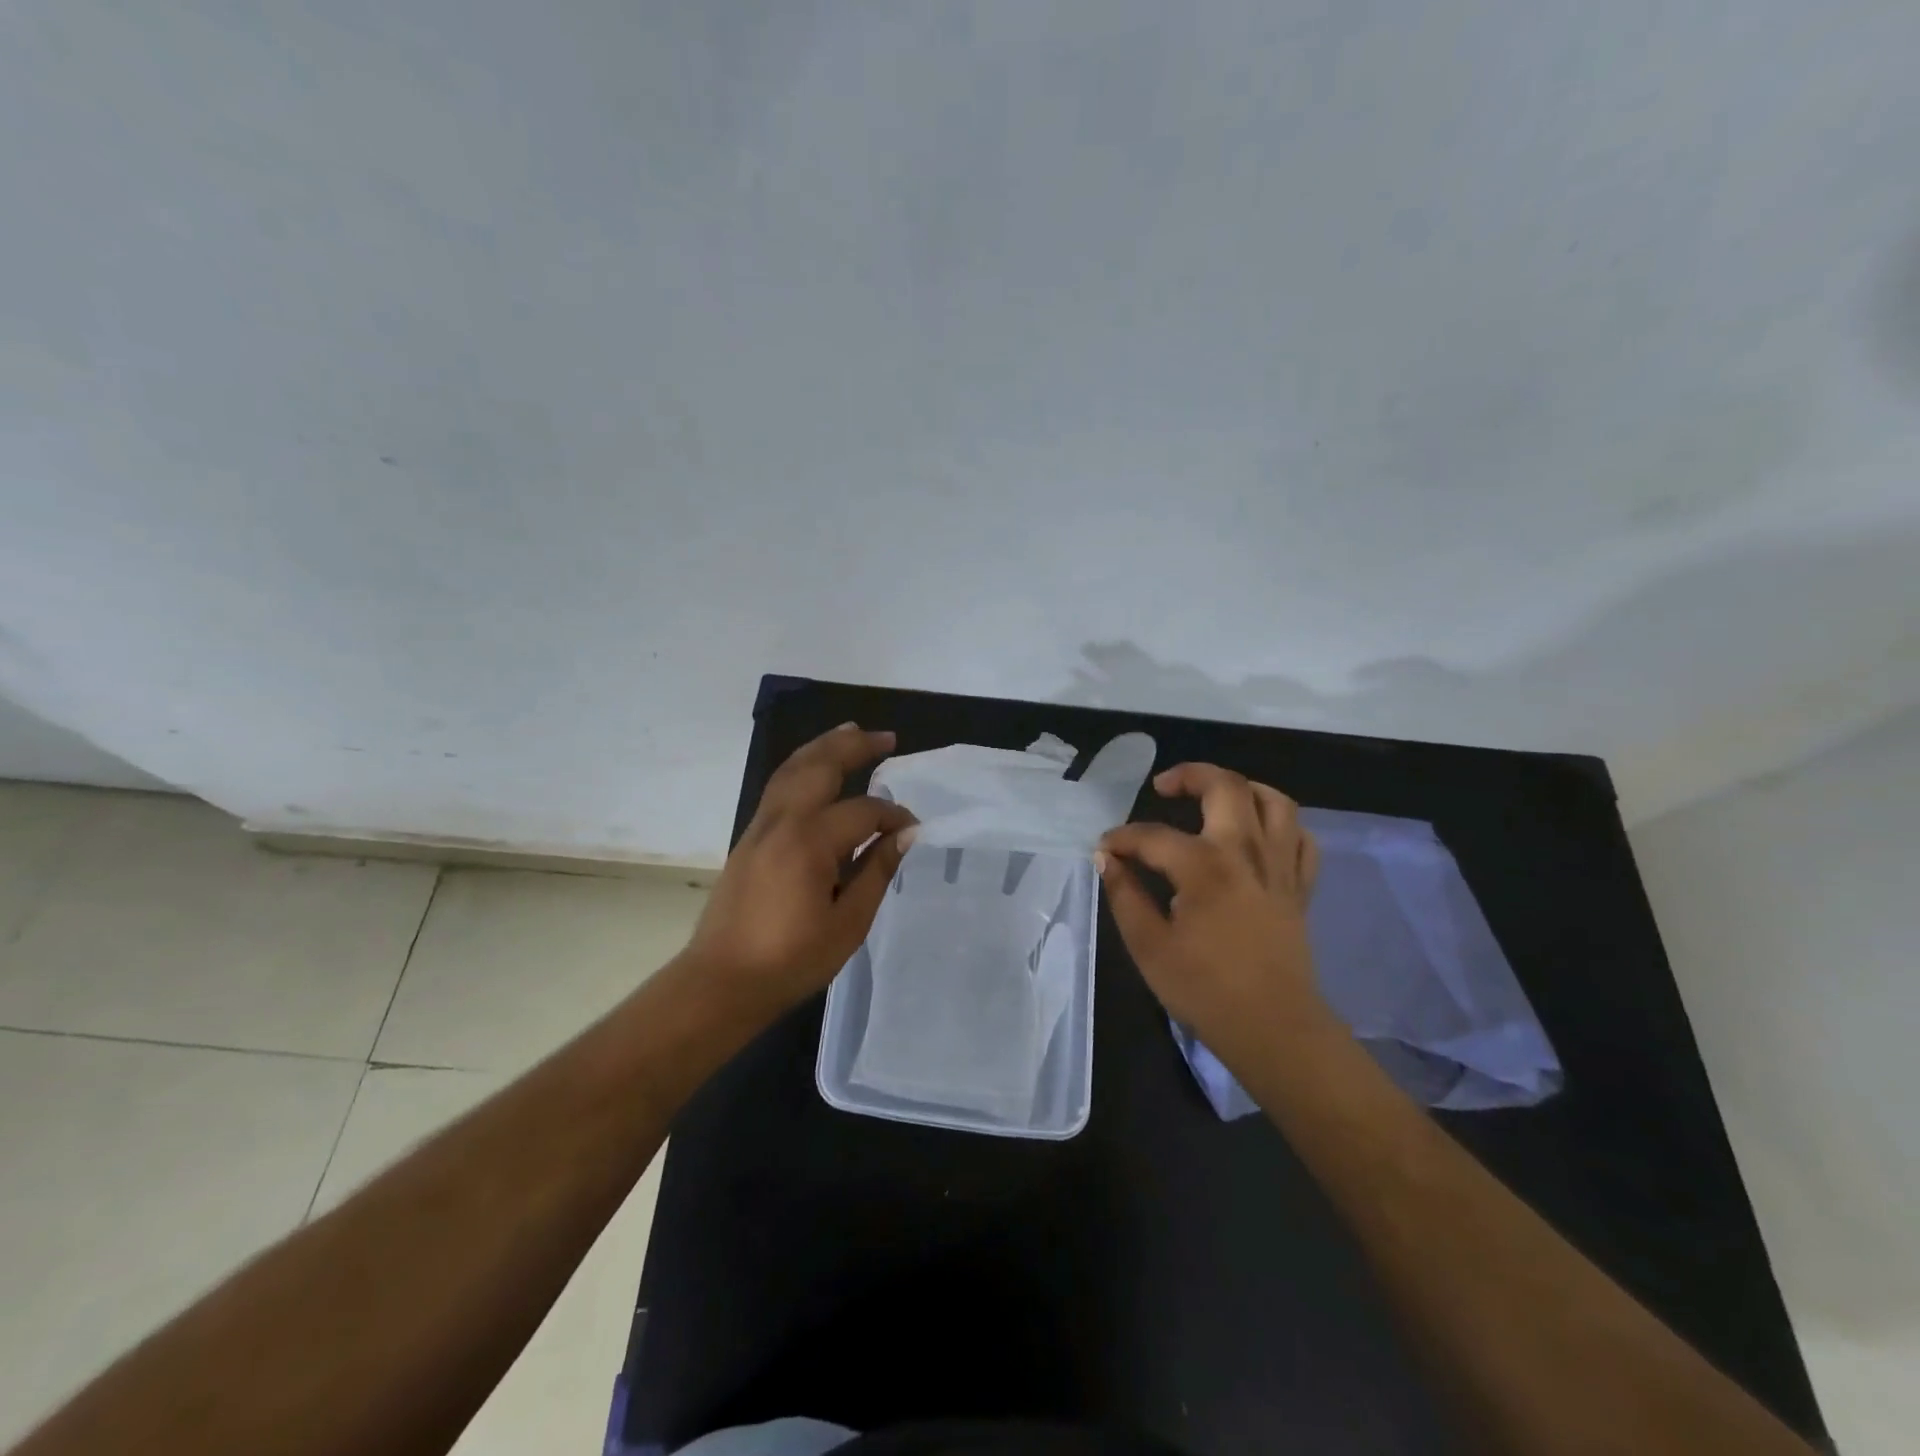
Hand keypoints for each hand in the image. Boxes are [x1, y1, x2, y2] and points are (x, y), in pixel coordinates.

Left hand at [681, 723, 916, 1017]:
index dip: (893, 816)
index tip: (914, 831)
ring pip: (793, 768)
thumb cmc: (790, 961)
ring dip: (824, 746)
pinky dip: (802, 766)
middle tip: (886, 737)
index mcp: (809, 843)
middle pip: (820, 766)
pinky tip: (816, 768)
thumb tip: (904, 836)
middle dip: (855, 746)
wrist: (721, 981)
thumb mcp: (847, 924)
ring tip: (851, 731)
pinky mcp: (749, 836)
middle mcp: (782, 822)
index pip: (863, 811)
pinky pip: (779, 785)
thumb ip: (876, 872)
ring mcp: (760, 826)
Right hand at [1098, 763, 1324, 1050]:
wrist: (1273, 1028)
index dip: (1122, 838)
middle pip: (1226, 786)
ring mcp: (1280, 866)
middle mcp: (1246, 852)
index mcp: (1204, 867)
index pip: (1153, 836)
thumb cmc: (1204, 990)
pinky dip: (1280, 823)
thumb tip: (1107, 859)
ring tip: (1214, 796)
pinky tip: (1258, 831)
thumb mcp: (1148, 946)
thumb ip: (1125, 895)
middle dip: (1189, 775)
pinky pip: (1300, 837)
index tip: (1105, 849)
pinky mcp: (1300, 886)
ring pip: (1274, 800)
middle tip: (1163, 787)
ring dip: (1241, 787)